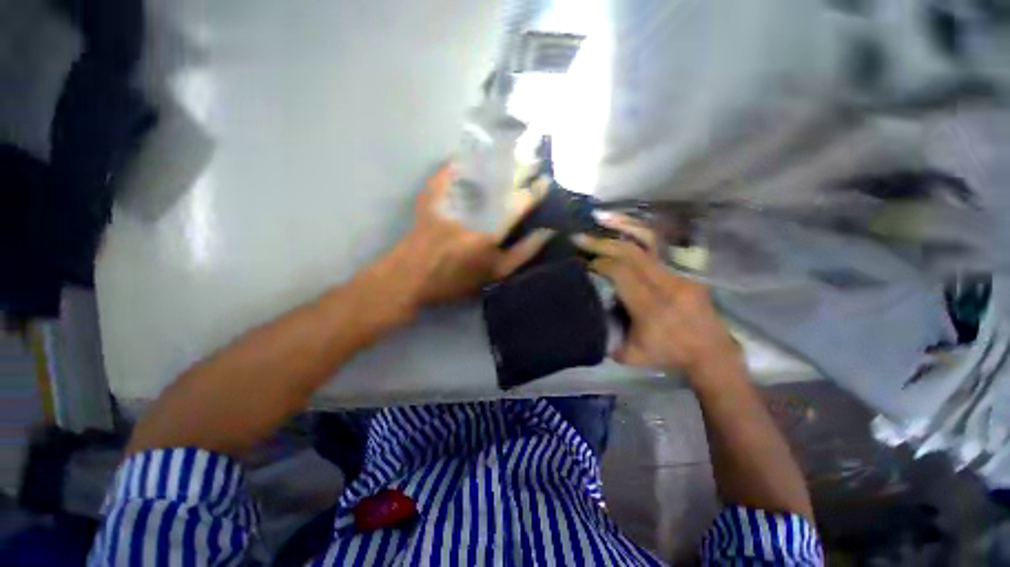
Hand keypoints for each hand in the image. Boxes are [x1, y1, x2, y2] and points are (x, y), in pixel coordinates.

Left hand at [362, 164, 552, 321]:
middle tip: (532, 161)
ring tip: (511, 155)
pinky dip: (460, 164)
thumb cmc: (456, 281)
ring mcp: (452, 199)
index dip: (535, 190)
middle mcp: (473, 210)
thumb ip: (523, 253)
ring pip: (479, 173)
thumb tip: (546, 232)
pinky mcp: (431, 195)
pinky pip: (448, 173)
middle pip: (501, 181)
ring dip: (497, 162)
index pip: (518, 203)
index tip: (545, 182)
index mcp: (490, 231)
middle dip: (520, 167)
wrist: (411, 278)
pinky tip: (470, 159)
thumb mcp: (495, 274)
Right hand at [573, 213, 739, 377]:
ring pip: (649, 240)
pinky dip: (639, 231)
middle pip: (630, 253)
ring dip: (623, 226)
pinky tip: (625, 225)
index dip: (599, 264)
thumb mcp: (630, 354)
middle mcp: (666, 285)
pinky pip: (659, 244)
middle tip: (580, 238)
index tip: (582, 264)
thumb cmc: (668, 355)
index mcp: (651, 307)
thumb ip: (606, 335)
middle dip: (601, 243)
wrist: (711, 352)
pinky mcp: (685, 269)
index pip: (620, 273)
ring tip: (602, 218)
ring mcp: (679, 273)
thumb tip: (589, 310)